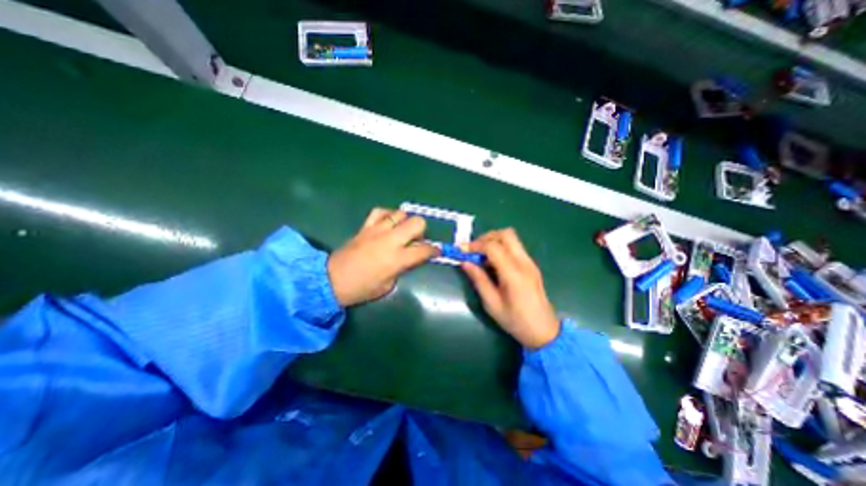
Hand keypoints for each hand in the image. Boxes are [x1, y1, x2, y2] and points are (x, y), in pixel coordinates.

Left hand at [330, 209, 442, 307]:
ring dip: (406, 222)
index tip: (437, 251)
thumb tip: (410, 257)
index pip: (424, 250)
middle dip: (422, 231)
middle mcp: (390, 240)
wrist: (332, 280)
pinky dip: (387, 215)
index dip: (434, 250)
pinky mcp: (365, 227)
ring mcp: (377, 230)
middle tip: (416, 241)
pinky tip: (388, 223)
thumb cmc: (362, 288)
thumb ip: (403, 268)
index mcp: (397, 259)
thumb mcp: (388, 285)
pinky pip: (380, 212)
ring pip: (401, 214)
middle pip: (417, 223)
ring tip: (401, 232)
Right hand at [460, 228, 561, 349]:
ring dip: (494, 241)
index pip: (493, 247)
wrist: (544, 331)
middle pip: (506, 234)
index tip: (461, 250)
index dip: (475, 245)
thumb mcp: (492, 304)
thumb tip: (465, 263)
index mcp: (513, 273)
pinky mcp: (531, 265)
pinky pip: (514, 247)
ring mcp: (530, 262)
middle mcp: (524, 263)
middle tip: (473, 250)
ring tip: (481, 256)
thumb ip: (479, 280)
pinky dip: (501, 248)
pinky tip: (493, 263)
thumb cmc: (516, 321)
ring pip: (511, 238)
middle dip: (486, 237)